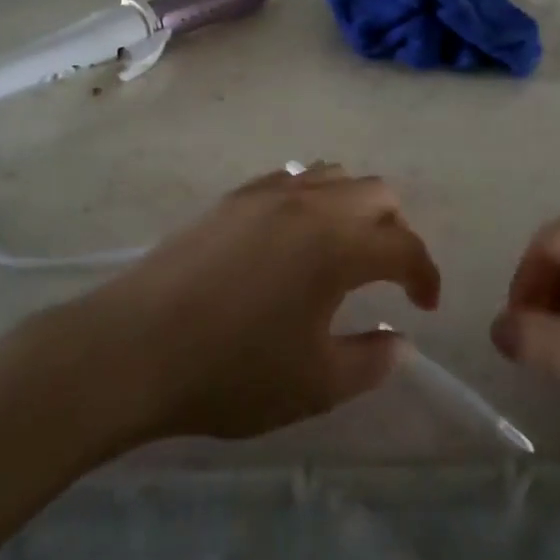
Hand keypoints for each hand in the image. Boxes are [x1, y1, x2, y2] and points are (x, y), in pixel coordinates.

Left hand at [71, 165, 440, 444]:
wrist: (134, 347)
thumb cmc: (232, 371)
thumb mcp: (316, 384)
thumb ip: (372, 361)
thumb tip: (399, 341)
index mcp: (337, 244)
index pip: (404, 246)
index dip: (426, 275)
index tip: (425, 307)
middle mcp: (308, 204)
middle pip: (376, 193)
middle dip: (395, 231)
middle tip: (386, 276)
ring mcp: (264, 194)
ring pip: (332, 176)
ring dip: (353, 207)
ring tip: (342, 252)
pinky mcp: (230, 199)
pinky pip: (289, 180)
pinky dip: (310, 199)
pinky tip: (292, 239)